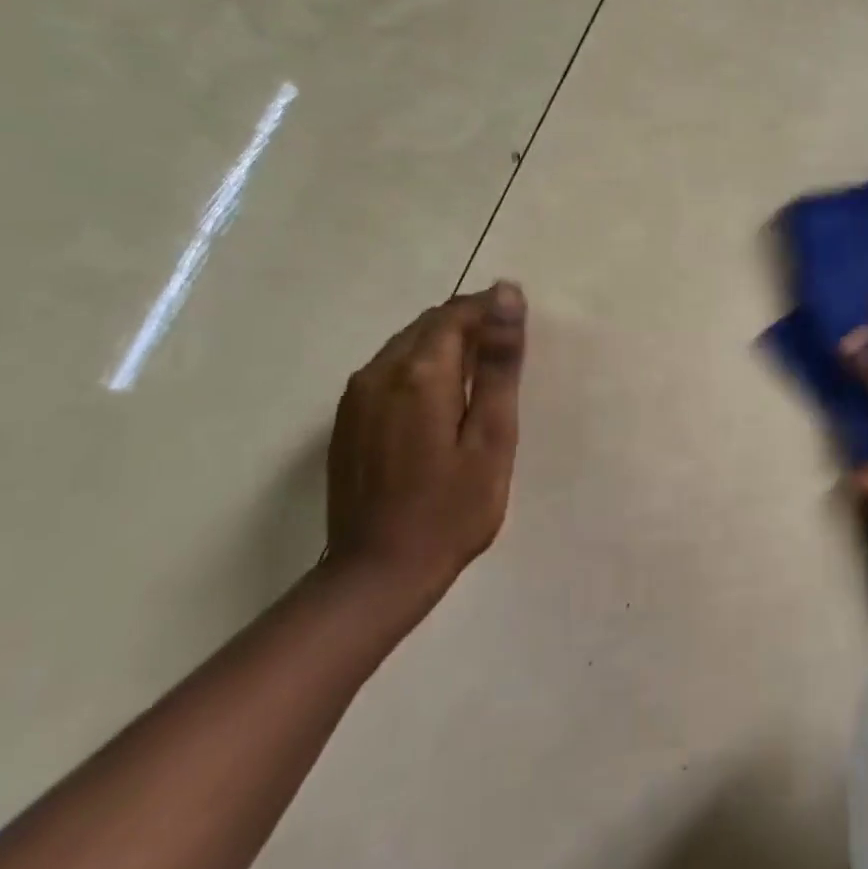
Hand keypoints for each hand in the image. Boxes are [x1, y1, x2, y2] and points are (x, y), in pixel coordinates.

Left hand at [325, 281, 526, 618]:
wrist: (377, 574)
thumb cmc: (452, 509)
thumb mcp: (492, 437)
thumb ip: (498, 364)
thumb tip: (506, 295)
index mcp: (420, 373)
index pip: (457, 314)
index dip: (491, 310)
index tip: (521, 327)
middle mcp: (379, 371)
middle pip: (429, 324)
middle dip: (470, 325)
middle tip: (507, 354)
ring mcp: (356, 396)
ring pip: (407, 345)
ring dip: (445, 346)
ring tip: (480, 377)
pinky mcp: (346, 419)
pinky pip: (388, 370)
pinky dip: (421, 368)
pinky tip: (441, 402)